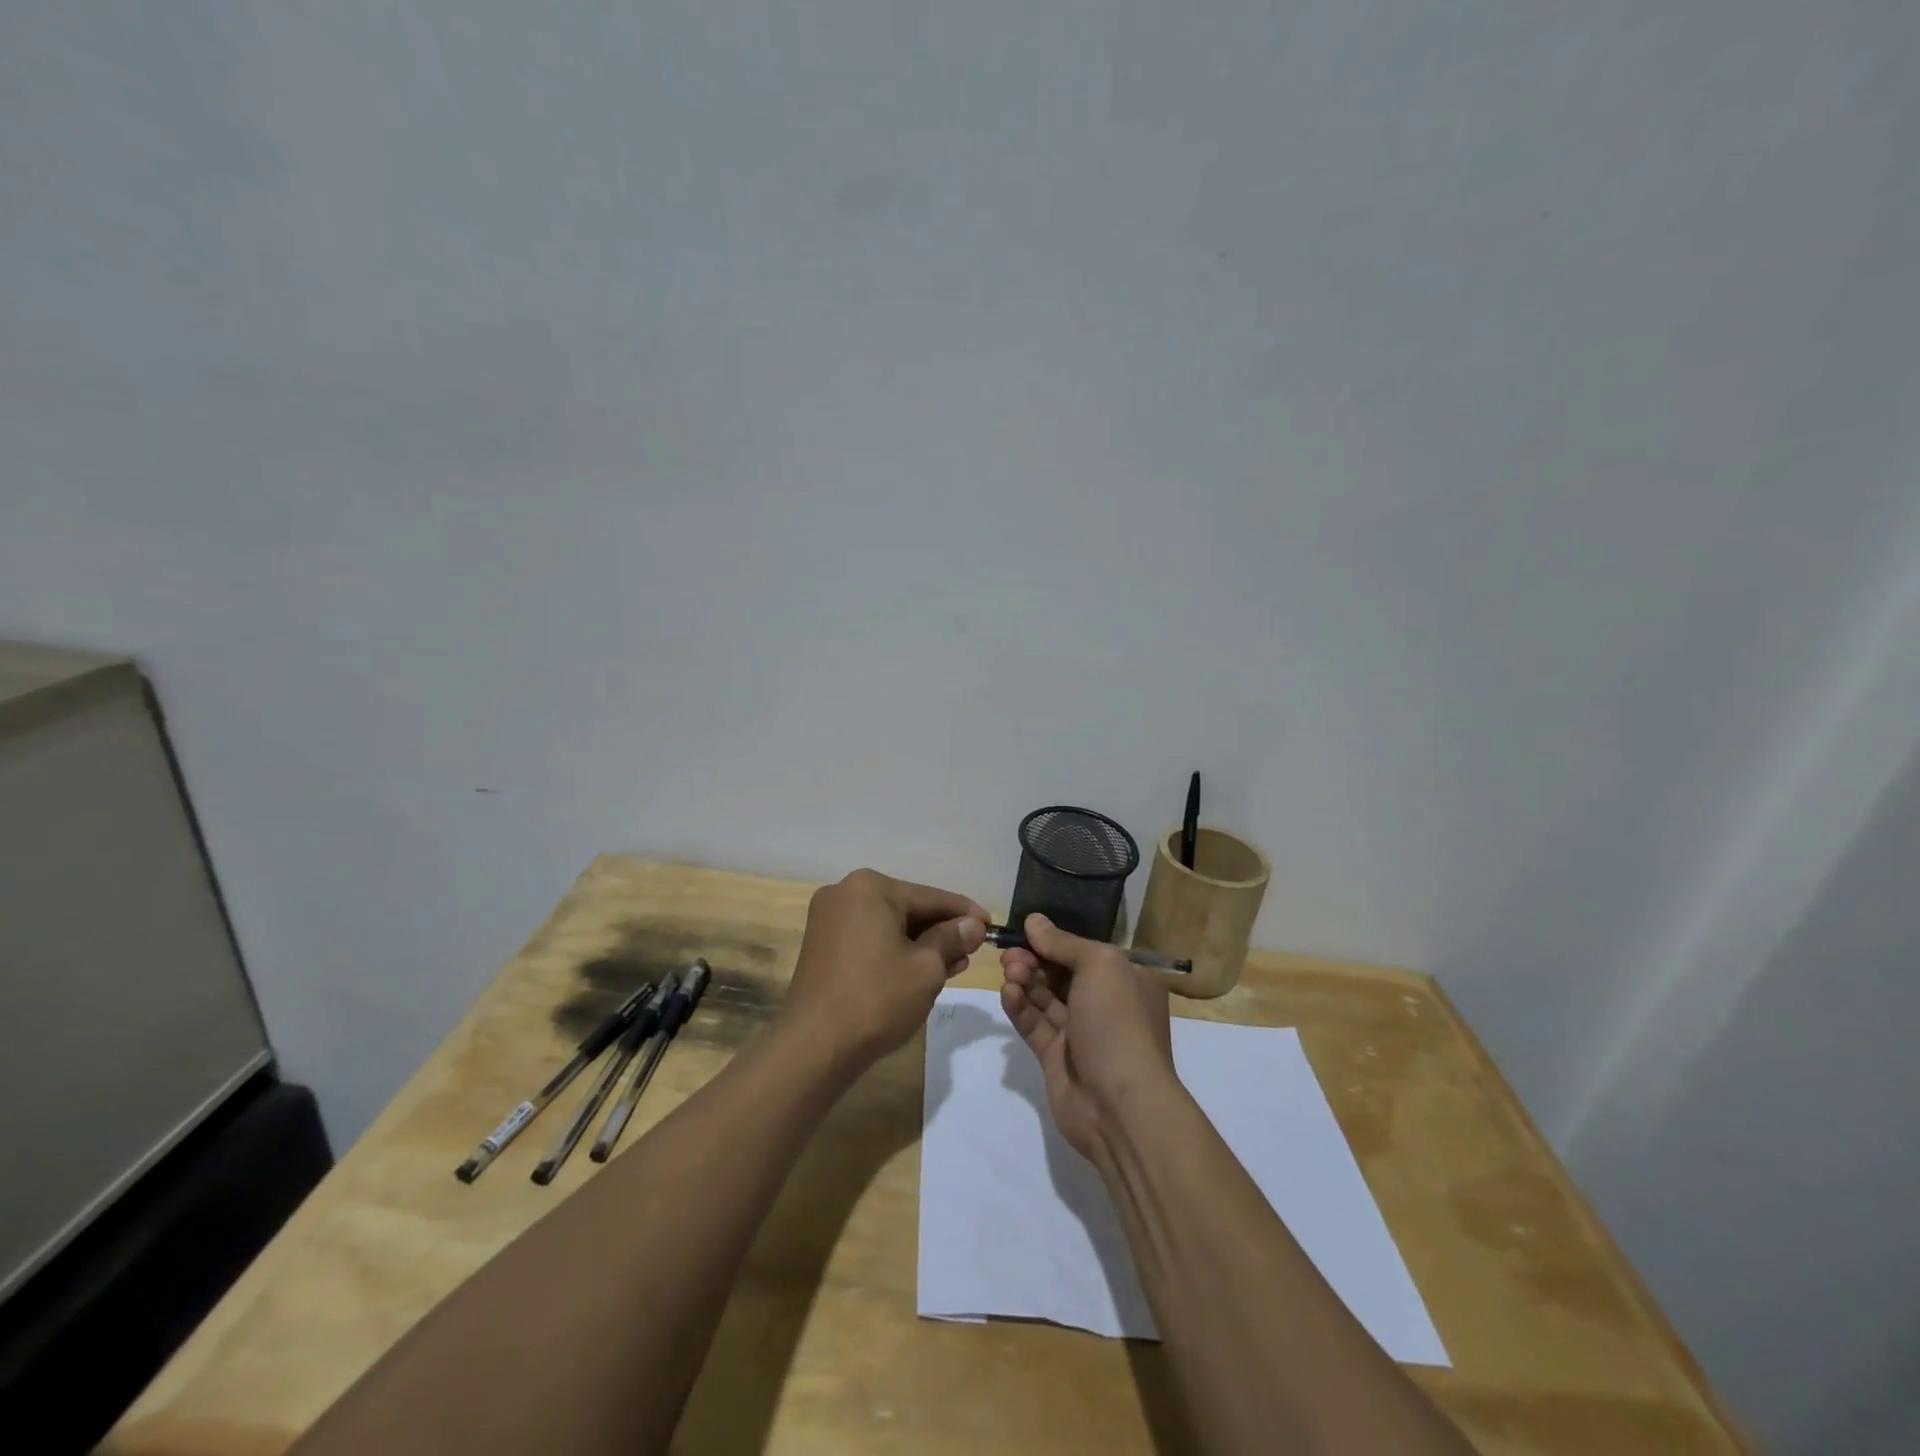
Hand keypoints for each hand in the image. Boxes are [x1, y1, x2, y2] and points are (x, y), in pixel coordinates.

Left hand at [780, 868, 987, 1074]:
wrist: (813, 1047)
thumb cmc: (877, 999)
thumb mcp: (926, 968)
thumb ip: (952, 939)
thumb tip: (972, 925)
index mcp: (870, 888)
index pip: (930, 897)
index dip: (965, 913)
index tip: (992, 926)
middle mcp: (845, 893)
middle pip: (908, 908)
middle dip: (942, 931)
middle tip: (973, 952)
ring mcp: (829, 919)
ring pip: (889, 926)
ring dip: (921, 944)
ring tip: (953, 966)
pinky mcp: (822, 946)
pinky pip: (870, 939)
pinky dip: (895, 951)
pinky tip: (920, 971)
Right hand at [999, 914, 1179, 1159]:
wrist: (1120, 1106)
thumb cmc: (1118, 1022)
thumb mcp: (1099, 966)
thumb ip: (1064, 943)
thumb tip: (1034, 920)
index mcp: (1127, 980)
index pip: (1086, 952)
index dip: (1055, 940)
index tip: (1025, 931)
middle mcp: (1106, 1004)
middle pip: (1062, 973)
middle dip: (1035, 960)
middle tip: (1010, 954)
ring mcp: (1081, 1033)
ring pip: (1045, 998)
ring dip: (1025, 980)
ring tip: (1008, 972)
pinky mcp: (1056, 1058)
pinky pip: (1034, 1024)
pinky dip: (1020, 1007)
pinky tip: (1007, 993)